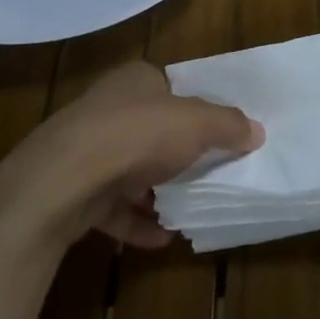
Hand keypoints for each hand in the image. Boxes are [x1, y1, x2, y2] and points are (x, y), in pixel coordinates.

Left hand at [0, 63, 261, 249]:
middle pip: (151, 129)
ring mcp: (86, 150)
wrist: (63, 180)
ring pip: (129, 169)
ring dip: (155, 190)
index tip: (215, 132)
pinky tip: (161, 238)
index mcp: (135, 80)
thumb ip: (228, 126)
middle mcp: (108, 108)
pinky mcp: (74, 190)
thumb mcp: (197, 123)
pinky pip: (112, 207)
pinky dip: (135, 221)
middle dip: (175, 153)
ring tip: (187, 209)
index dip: (193, 108)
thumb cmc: (137, 134)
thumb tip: (256, 131)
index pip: (169, 88)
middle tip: (207, 173)